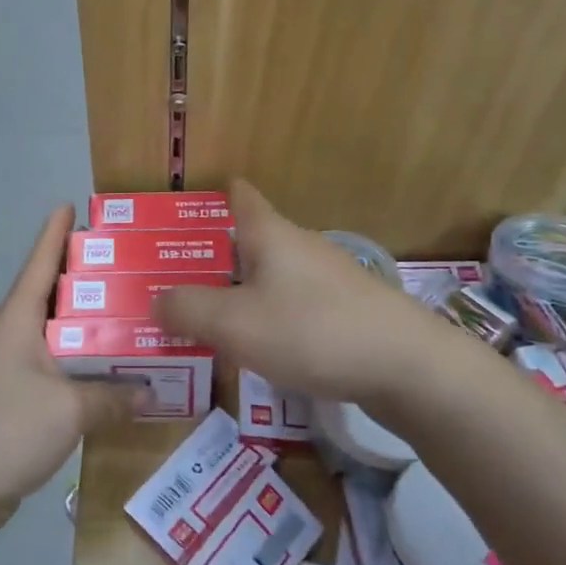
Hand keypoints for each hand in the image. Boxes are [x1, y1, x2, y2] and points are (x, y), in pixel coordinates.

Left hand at [0, 206, 145, 536]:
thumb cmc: (9, 428)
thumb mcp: (70, 409)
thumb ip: (113, 397)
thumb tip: (151, 392)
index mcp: (18, 320)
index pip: (40, 262)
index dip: (56, 232)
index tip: (72, 204)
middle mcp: (12, 335)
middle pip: (50, 294)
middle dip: (85, 277)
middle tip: (128, 264)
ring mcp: (10, 367)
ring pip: (55, 333)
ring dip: (86, 324)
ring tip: (128, 313)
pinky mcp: (14, 398)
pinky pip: (54, 367)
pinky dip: (80, 362)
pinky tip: (108, 370)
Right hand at [156, 181, 467, 403]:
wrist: (409, 368)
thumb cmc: (312, 331)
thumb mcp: (235, 323)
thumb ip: (187, 309)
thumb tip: (156, 300)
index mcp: (271, 235)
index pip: (241, 197)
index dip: (214, 196)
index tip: (185, 212)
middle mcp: (301, 247)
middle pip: (251, 241)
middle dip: (215, 257)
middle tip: (176, 281)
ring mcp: (329, 279)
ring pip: (272, 276)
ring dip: (241, 291)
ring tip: (209, 320)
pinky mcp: (348, 312)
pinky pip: (294, 305)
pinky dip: (270, 317)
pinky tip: (260, 348)